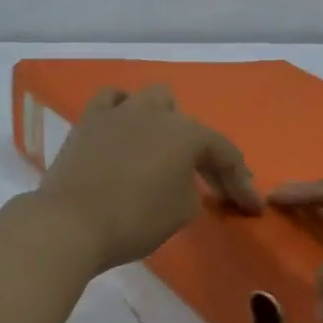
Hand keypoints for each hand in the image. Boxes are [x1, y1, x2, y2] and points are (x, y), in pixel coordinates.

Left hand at [36, 86, 261, 273]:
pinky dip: (123, 110)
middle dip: (202, 152)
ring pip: (153, 99)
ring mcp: (120, 112)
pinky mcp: (89, 120)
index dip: (242, 183)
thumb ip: (193, 191)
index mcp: (187, 134)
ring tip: (163, 148)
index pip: (225, 154)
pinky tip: (125, 126)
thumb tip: (184, 183)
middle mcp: (157, 113)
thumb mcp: (182, 212)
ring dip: (165, 121)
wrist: (71, 223)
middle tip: (206, 182)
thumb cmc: (135, 220)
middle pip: (190, 125)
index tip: (252, 208)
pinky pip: (111, 100)